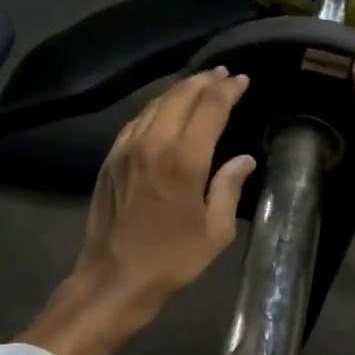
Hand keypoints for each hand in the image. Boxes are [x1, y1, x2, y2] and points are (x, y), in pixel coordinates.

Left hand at [18, 68, 257, 354]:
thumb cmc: (171, 261)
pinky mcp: (110, 160)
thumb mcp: (214, 232)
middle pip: (179, 96)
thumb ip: (229, 188)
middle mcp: (153, 144)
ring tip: (197, 85)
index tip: (242, 79)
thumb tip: (244, 159)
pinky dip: (154, 108)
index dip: (228, 90)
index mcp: (184, 160)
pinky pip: (135, 122)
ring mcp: (126, 149)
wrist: (113, 280)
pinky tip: (163, 110)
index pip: (210, 108)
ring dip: (178, 90)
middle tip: (222, 74)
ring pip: (154, 104)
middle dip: (204, 81)